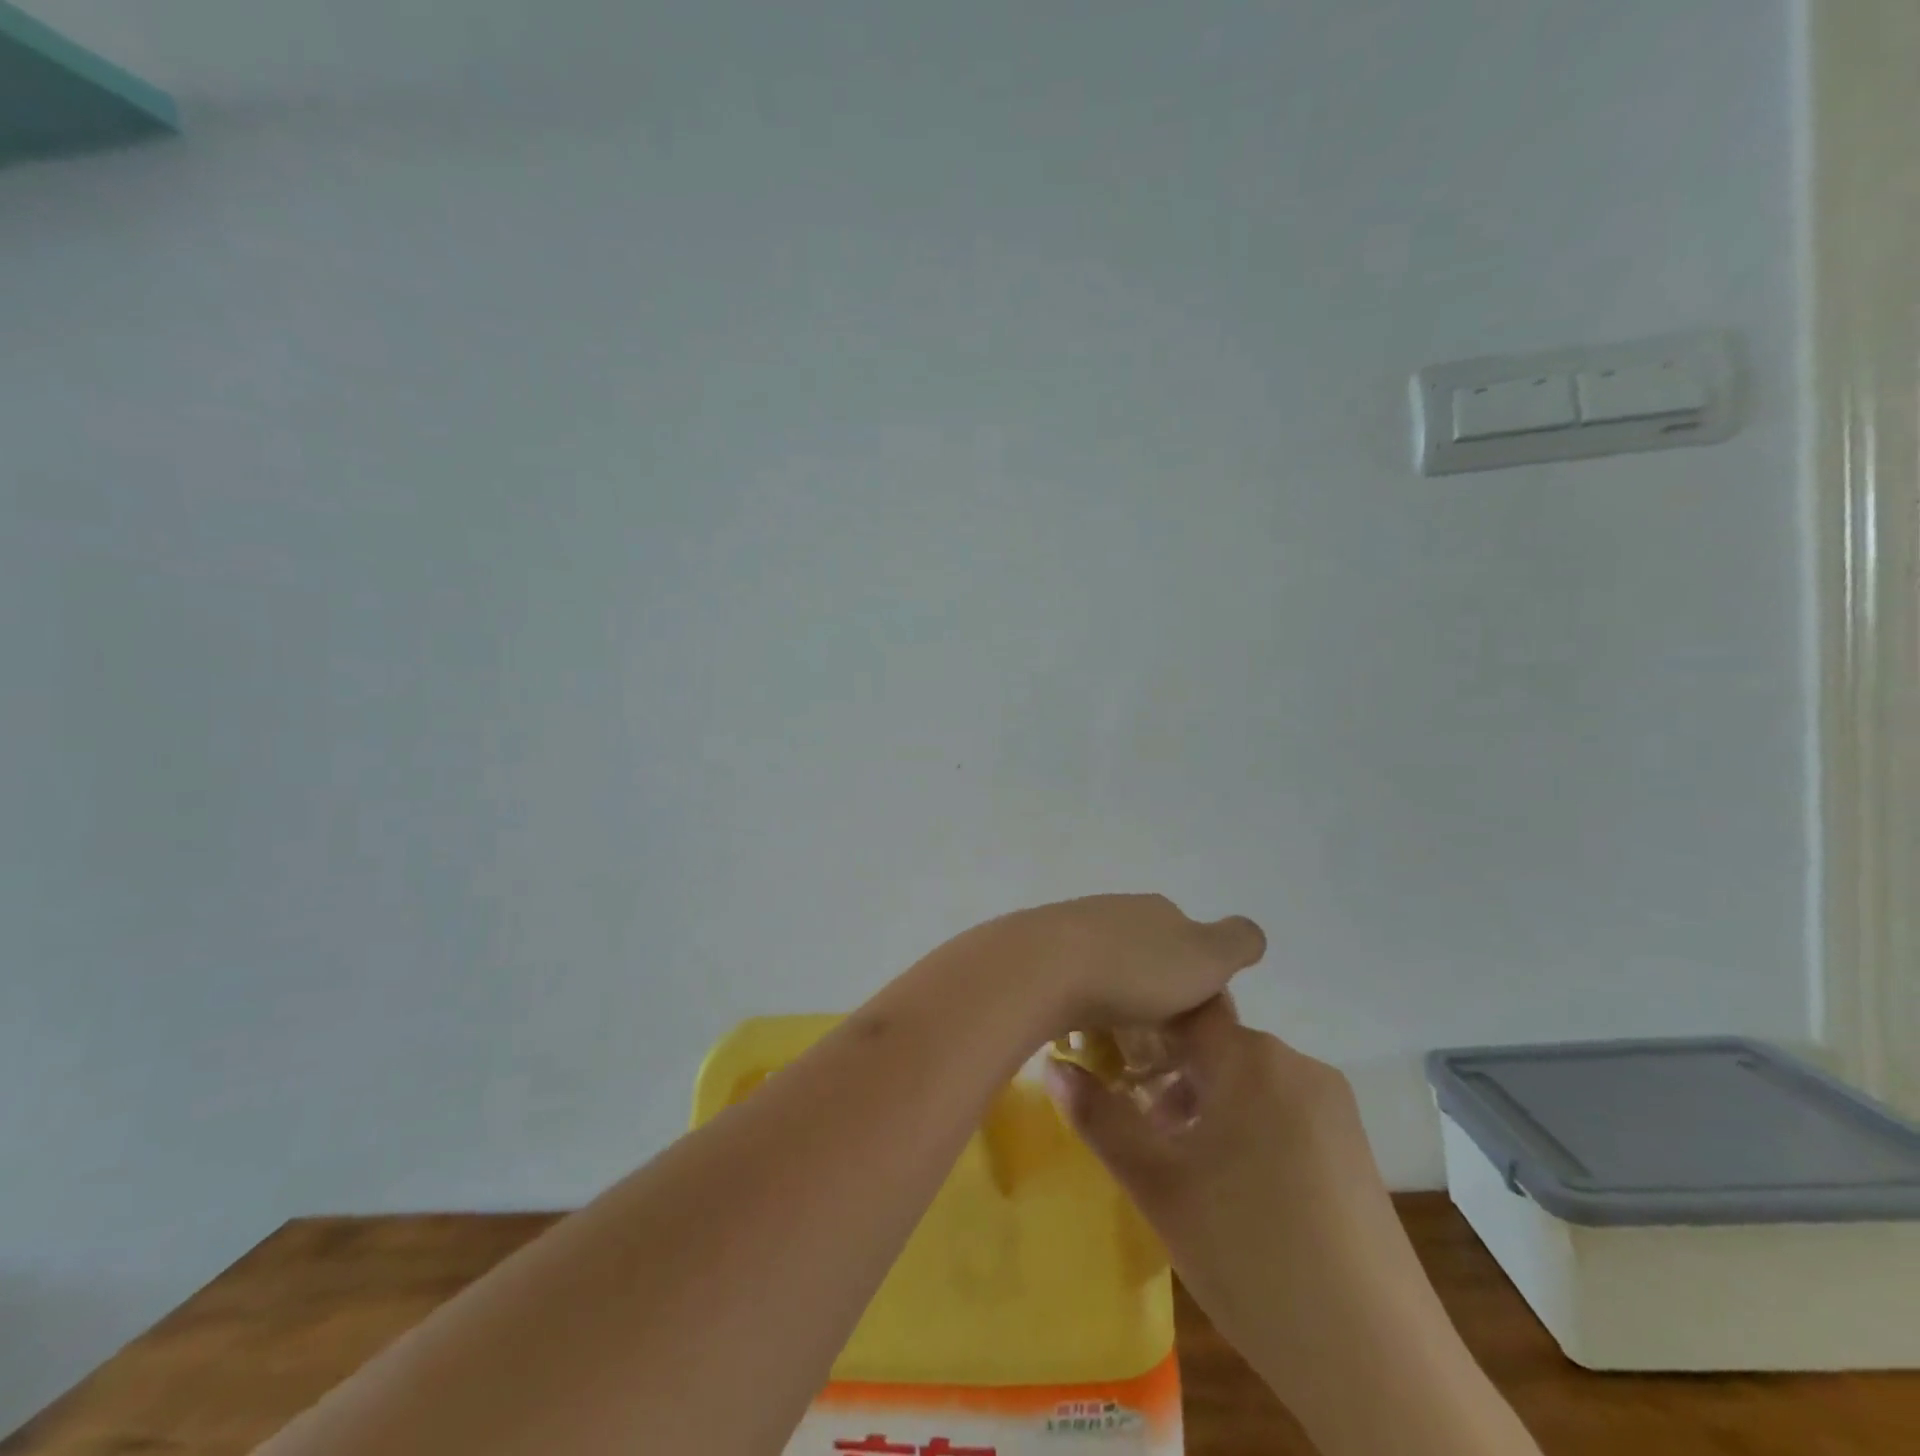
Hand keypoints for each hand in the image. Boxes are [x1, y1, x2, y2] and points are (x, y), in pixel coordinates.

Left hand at [993, 894, 1265, 1038]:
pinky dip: (1085, 1010)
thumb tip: (1249, 935)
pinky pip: (1075, 986)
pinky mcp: (1041, 954)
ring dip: (1120, 1007)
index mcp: (1160, 911)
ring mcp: (1075, 929)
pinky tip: (1082, 1037)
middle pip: (1152, 962)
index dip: (1203, 994)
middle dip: (1160, 1002)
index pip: (1195, 952)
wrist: (1043, 966)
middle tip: (1159, 1051)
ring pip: (1112, 973)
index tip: (1198, 1038)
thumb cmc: (1134, 968)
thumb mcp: (1205, 954)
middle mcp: (1119, 912)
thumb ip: (1236, 942)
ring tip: (1120, 1052)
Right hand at [1042, 994, 1380, 1241]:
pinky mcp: (1353, 1147)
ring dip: (1204, 1103)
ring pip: (1247, 1079)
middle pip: (1214, 1046)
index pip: (1182, 1007)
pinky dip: (1245, 1126)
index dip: (1140, 1022)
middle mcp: (1297, 1065)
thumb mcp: (1158, 1185)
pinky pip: (1281, 1109)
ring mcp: (1332, 1106)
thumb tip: (1053, 1068)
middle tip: (1135, 1122)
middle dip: (1168, 1073)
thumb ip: (1100, 1118)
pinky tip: (1231, 1186)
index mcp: (1251, 1058)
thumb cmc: (1250, 1255)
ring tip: (1176, 1161)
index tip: (1107, 1053)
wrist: (1379, 1366)